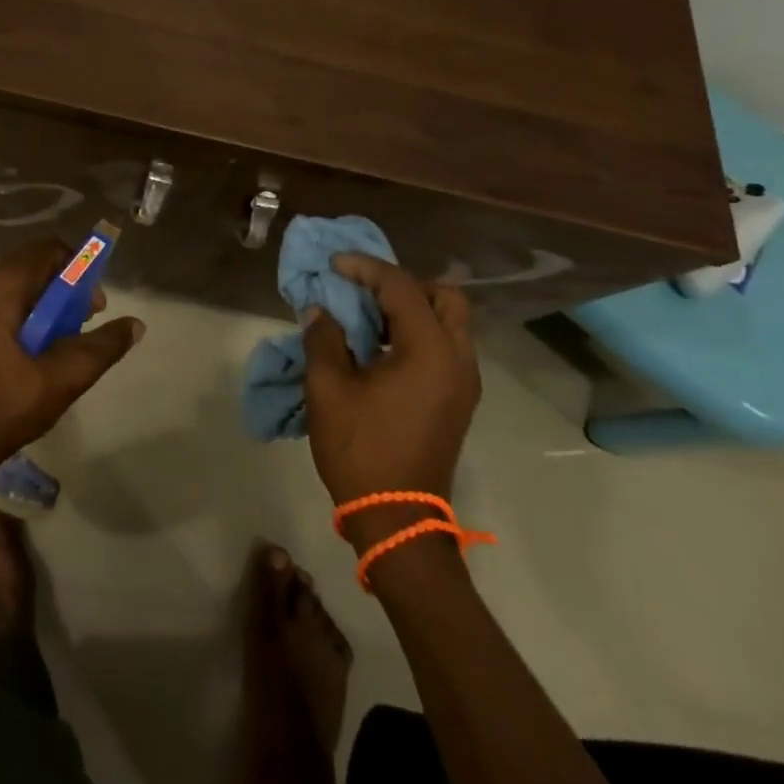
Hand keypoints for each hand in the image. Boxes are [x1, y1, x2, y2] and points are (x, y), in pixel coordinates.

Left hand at [0, 240, 143, 473]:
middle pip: (39, 263)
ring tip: (73, 334)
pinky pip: (17, 298)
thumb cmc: (11, 403)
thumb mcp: (65, 376)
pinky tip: (50, 344)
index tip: (93, 303)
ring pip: (28, 281)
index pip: (49, 250)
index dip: (79, 268)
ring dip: (56, 299)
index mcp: (1, 288)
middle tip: (87, 318)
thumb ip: (103, 346)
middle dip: (70, 284)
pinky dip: (39, 309)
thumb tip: (136, 324)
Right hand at [303, 255, 478, 507]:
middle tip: (364, 288)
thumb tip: (320, 311)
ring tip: (369, 314)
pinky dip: (417, 331)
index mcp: (430, 352)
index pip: (402, 287)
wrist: (397, 519)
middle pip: (445, 296)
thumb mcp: (328, 388)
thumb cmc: (361, 449)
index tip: (333, 264)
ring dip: (412, 307)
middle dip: (402, 283)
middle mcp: (458, 360)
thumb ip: (324, 339)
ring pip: (450, 320)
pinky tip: (382, 344)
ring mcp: (463, 381)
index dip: (366, 268)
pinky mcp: (457, 399)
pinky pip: (445, 345)